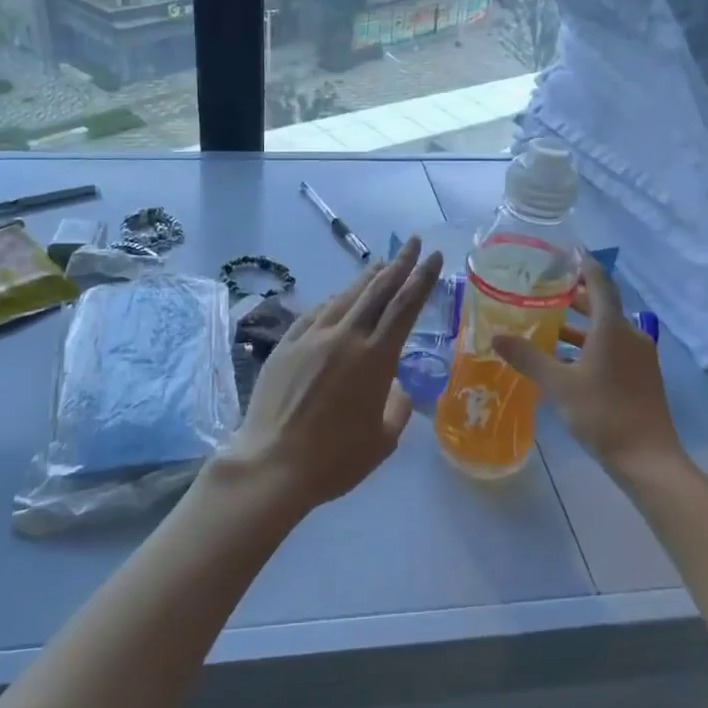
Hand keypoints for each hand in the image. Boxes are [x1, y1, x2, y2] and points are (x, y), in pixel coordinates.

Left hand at [216, 237, 443, 514]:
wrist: (272, 464)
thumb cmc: (335, 459)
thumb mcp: (383, 440)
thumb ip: (397, 406)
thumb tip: (395, 386)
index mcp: (375, 358)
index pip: (405, 306)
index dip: (422, 278)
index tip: (435, 256)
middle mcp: (345, 337)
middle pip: (376, 290)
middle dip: (399, 264)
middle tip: (414, 243)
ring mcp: (311, 337)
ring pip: (345, 297)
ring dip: (366, 278)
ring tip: (381, 264)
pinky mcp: (286, 345)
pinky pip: (315, 313)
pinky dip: (333, 302)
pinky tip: (337, 299)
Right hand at [493, 252, 682, 478]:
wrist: (648, 459)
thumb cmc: (603, 414)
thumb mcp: (559, 385)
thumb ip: (528, 358)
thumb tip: (496, 337)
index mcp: (613, 329)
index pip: (599, 283)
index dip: (584, 265)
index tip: (566, 252)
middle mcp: (630, 335)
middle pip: (602, 306)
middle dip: (574, 298)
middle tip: (543, 291)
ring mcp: (639, 357)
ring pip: (606, 330)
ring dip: (579, 326)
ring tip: (546, 326)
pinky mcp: (640, 376)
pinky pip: (612, 348)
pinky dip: (589, 346)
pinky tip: (565, 361)